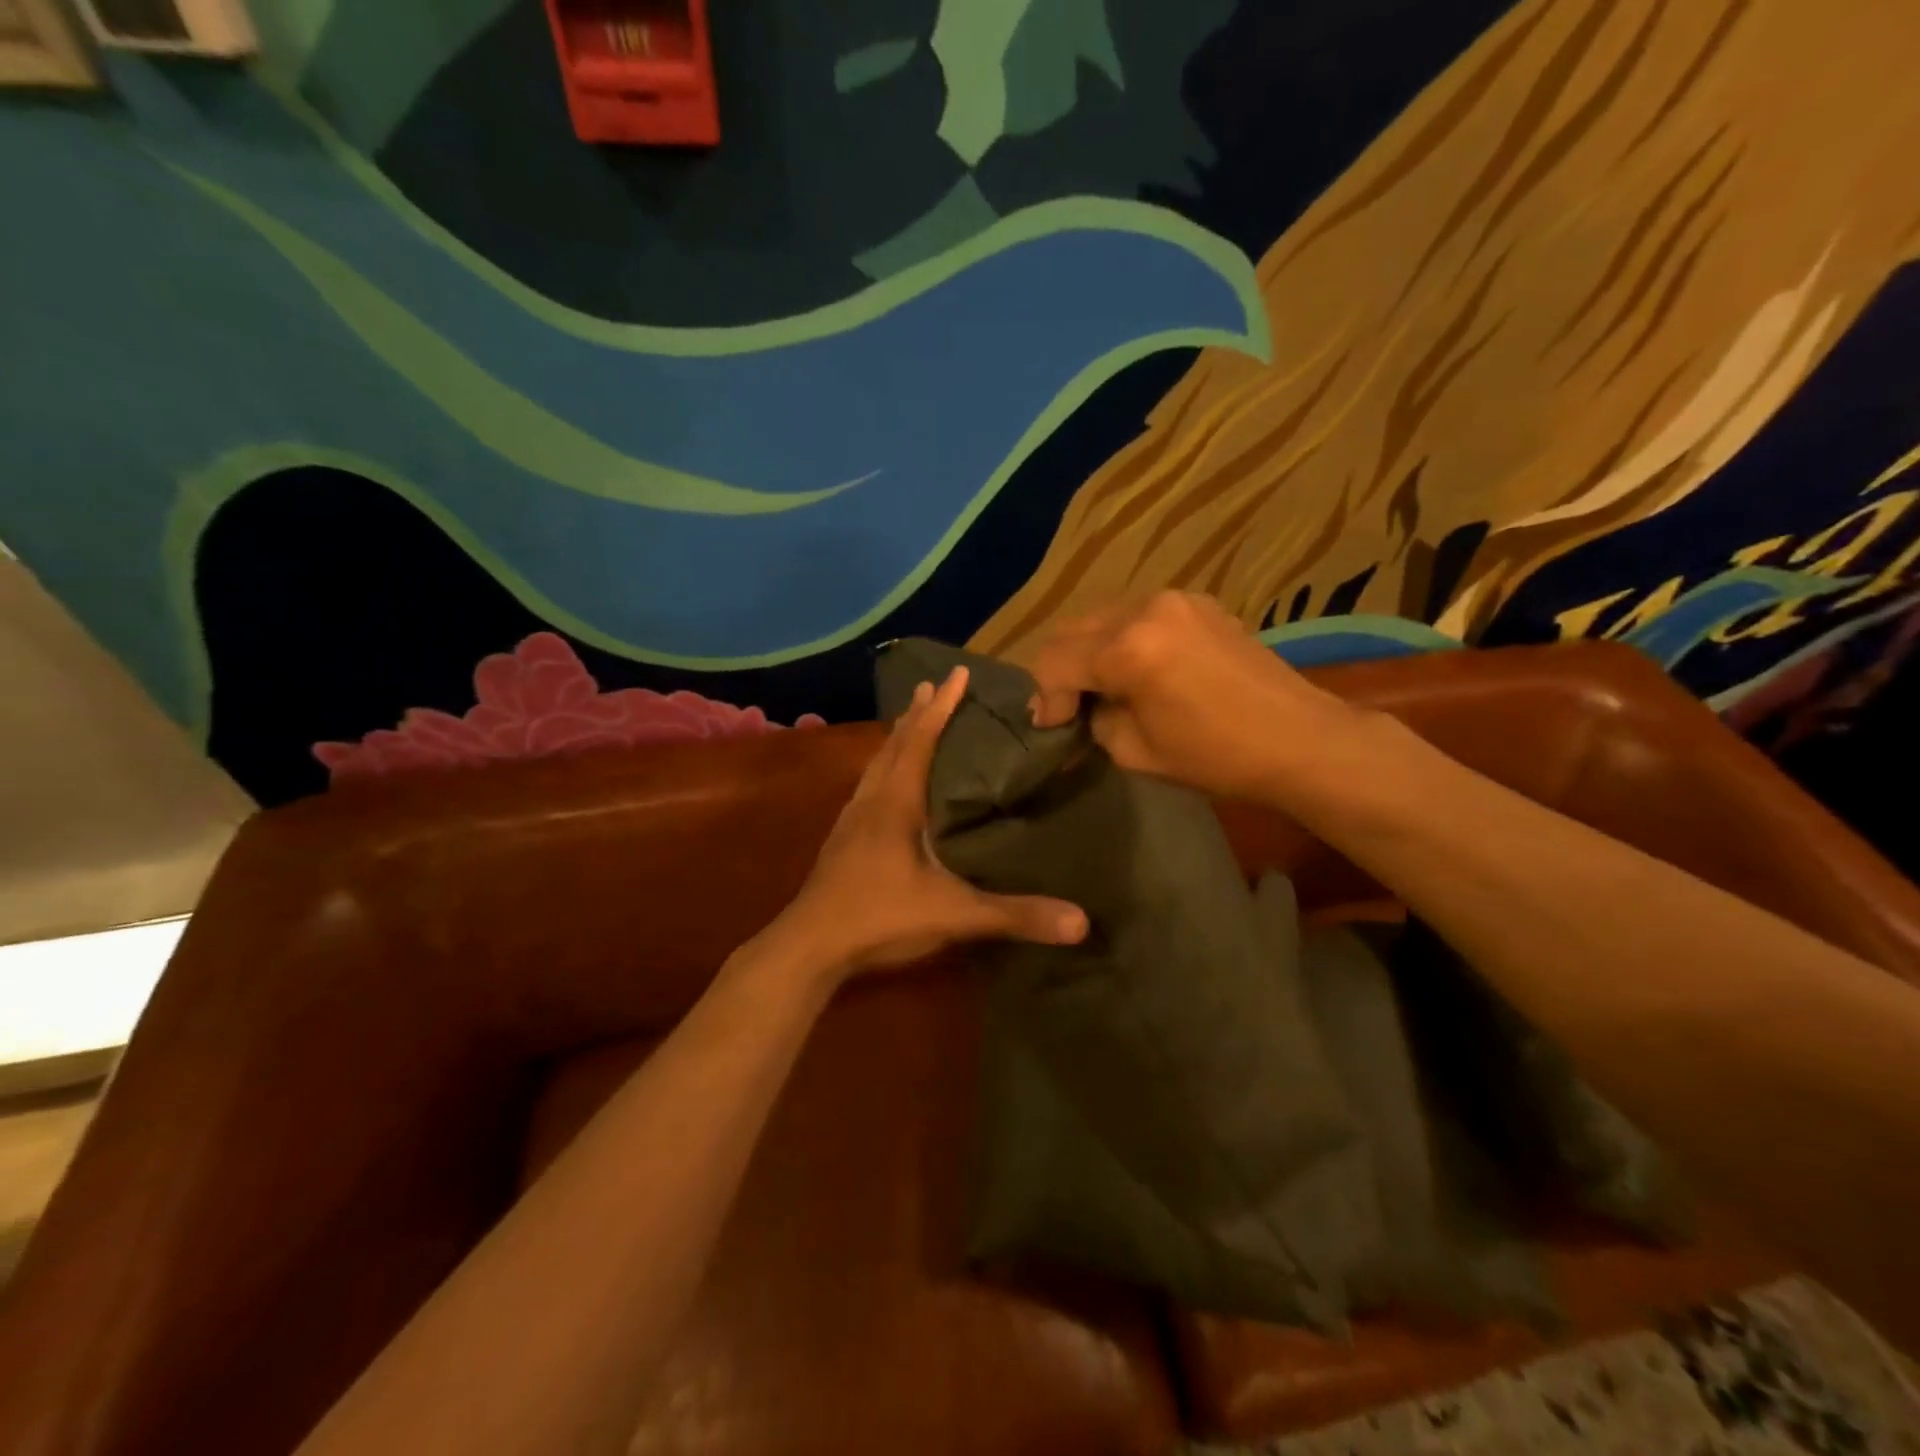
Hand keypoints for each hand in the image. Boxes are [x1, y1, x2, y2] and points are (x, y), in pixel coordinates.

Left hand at [771, 666, 1087, 979]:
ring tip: (909, 721)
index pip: (921, 740)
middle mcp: (871, 801)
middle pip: (895, 744)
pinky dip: (882, 768)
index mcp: (896, 803)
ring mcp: (850, 821)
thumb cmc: (879, 918)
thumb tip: (1081, 922)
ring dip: (895, 738)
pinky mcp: (841, 842)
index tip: (957, 672)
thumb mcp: (953, 915)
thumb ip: (1014, 915)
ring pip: (876, 765)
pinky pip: (866, 787)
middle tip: (932, 685)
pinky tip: (885, 784)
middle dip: (917, 713)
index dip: (942, 707)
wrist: (808, 947)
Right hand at [1028, 591, 1362, 802]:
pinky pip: (1139, 615)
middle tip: (1070, 709)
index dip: (1046, 698)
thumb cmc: (1217, 757)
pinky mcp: (1199, 602)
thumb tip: (1080, 709)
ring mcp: (1175, 599)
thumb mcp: (1136, 752)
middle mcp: (1145, 609)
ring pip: (1103, 618)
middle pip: (1072, 630)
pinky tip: (1141, 670)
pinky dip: (1125, 639)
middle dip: (1063, 671)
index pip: (1054, 662)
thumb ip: (1095, 721)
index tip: (1054, 727)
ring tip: (1105, 689)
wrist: (1301, 739)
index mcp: (1127, 649)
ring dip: (1092, 652)